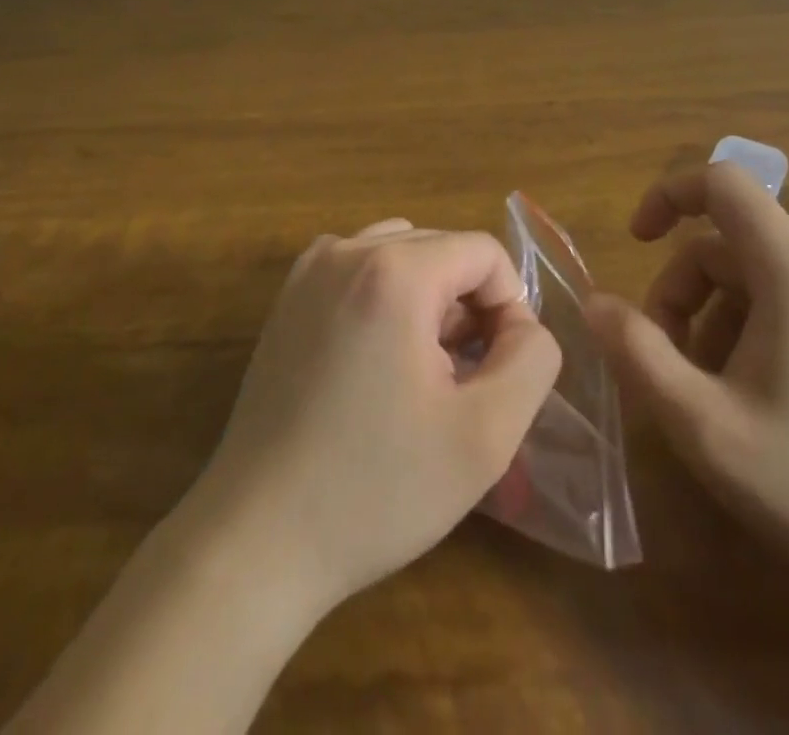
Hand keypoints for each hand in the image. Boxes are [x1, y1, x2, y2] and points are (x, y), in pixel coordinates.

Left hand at [184, 218, 562, 622]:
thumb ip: (532, 359)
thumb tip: (522, 325)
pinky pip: (361, 270)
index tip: (497, 371)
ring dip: (430, 299)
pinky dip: (388, 298)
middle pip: (443, 248)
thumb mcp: (486, 434)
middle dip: (468, 305)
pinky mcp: (288, 297)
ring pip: (404, 254)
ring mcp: (310, 269)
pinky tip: (378, 364)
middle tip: (460, 380)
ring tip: (422, 371)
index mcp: (393, 270)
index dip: (510, 308)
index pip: (485, 252)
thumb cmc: (377, 488)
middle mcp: (346, 249)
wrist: (257, 539)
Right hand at [585, 164, 788, 605]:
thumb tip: (594, 303)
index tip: (637, 242)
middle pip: (730, 244)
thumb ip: (638, 354)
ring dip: (716, 319)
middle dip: (682, 291)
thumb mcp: (704, 425)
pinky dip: (756, 331)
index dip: (669, 194)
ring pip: (760, 279)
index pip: (724, 182)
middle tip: (666, 363)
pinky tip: (760, 402)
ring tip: (712, 394)